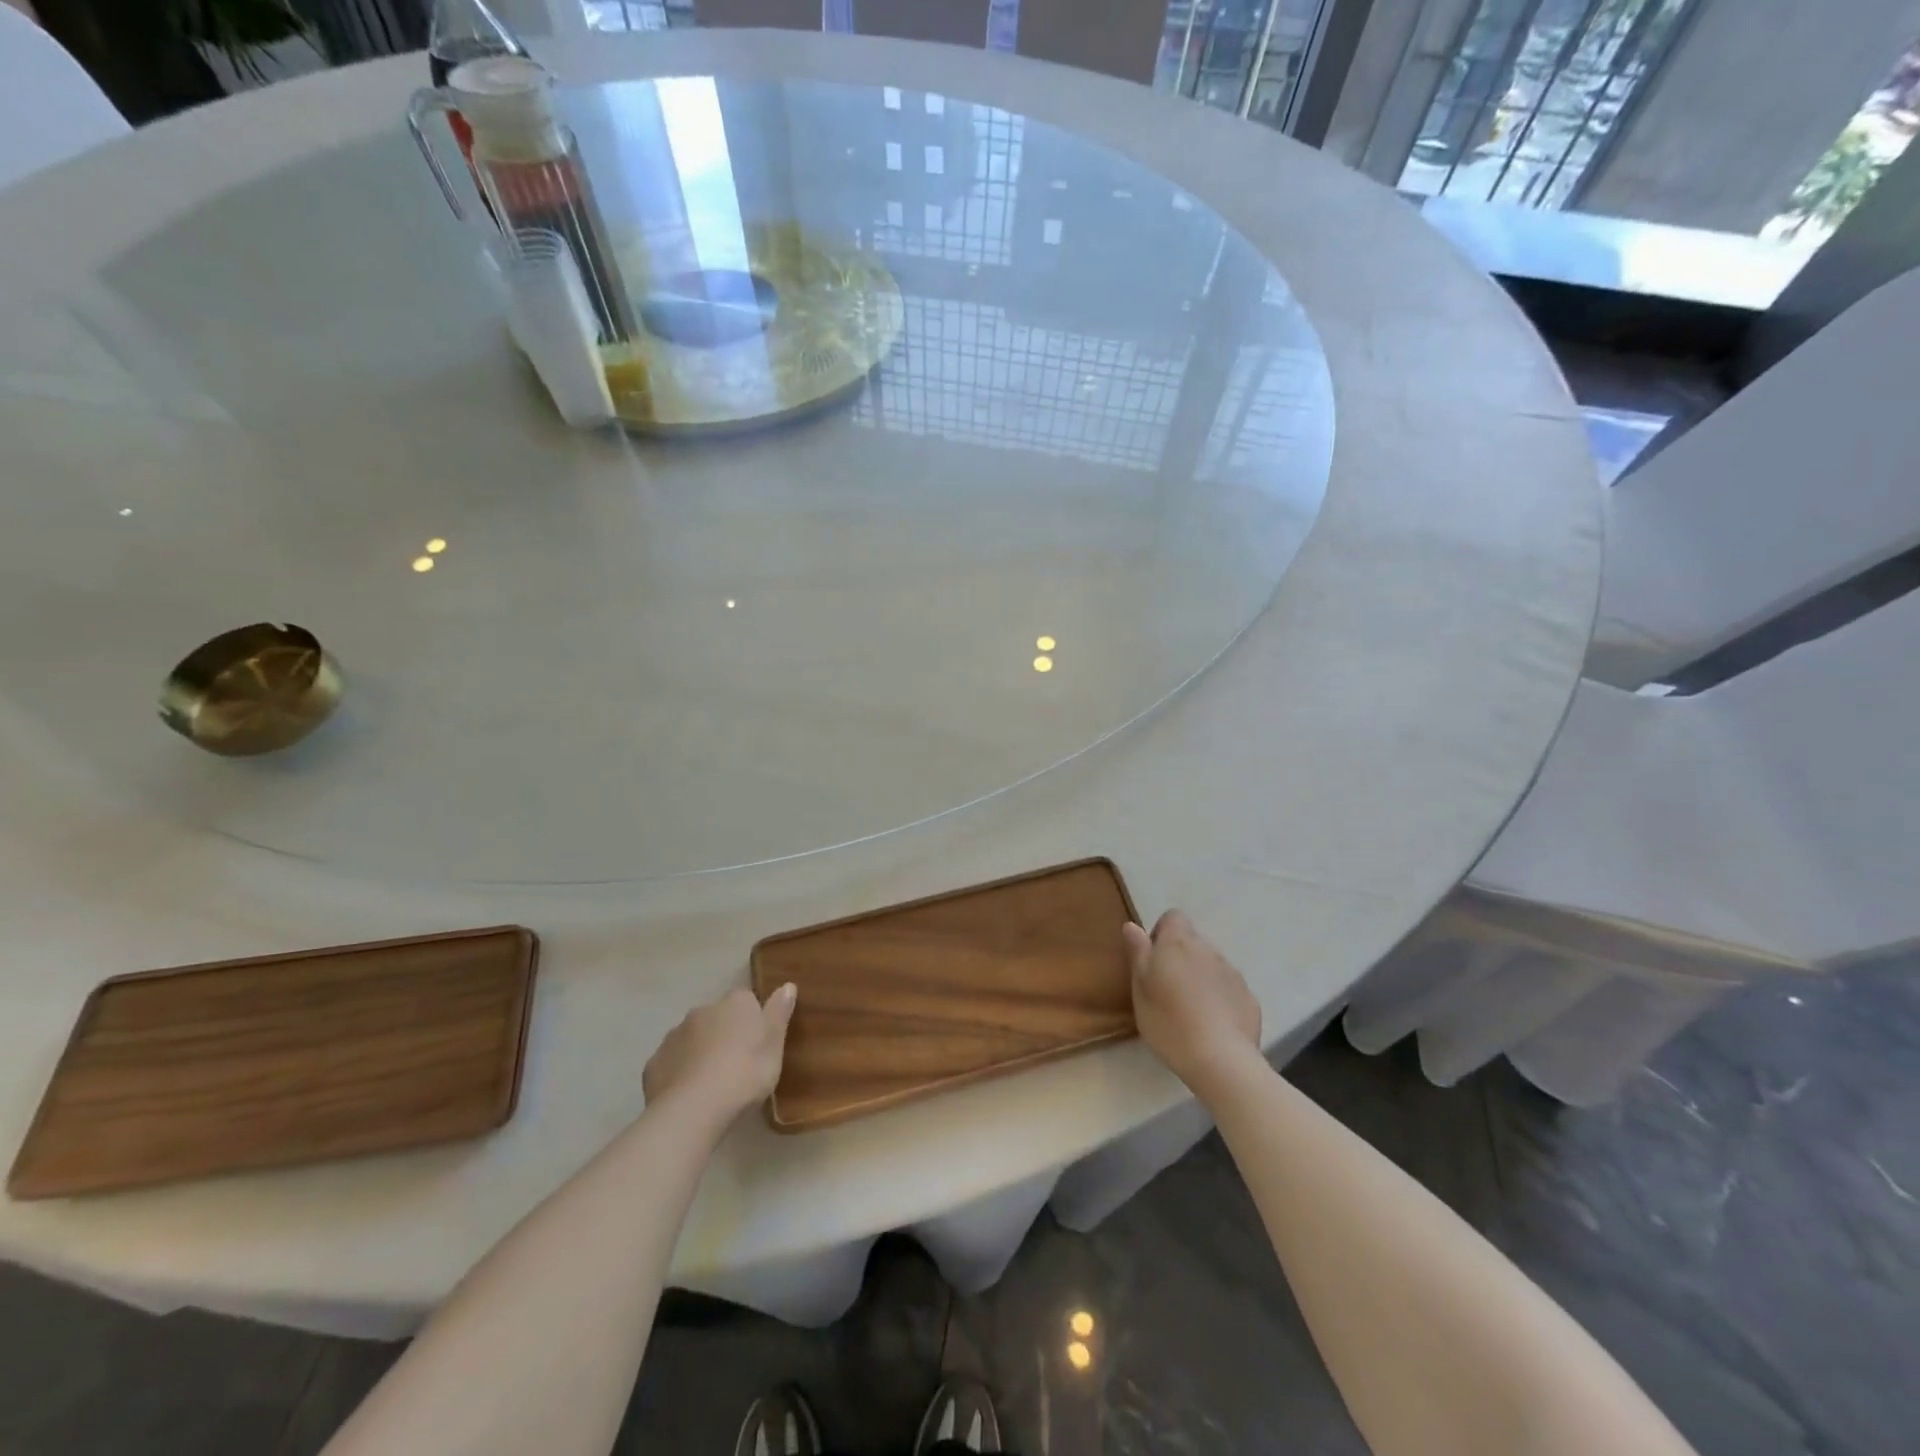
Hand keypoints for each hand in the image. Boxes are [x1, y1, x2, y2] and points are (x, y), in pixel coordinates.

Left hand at [642, 984, 796, 1124]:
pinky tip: (688, 1095)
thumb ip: (779, 1013)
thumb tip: (787, 985)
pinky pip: (672, 1062)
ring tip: (712, 1084)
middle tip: (737, 1066)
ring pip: (692, 1039)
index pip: (748, 1001)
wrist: (693, 1109)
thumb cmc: (745, 1073)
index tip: (758, 1045)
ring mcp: (674, 1036)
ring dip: (701, 1052)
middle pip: (718, 1018)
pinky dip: (680, 1072)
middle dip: (725, 1035)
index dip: (753, 1022)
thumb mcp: (774, 1045)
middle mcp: (702, 1011)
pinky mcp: (654, 1063)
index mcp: (735, 1004)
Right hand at [1124, 911, 1261, 1098]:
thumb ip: (1138, 953)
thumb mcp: (1140, 988)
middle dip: (1180, 958)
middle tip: (1167, 989)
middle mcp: (1208, 950)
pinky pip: (1228, 988)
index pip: (1173, 917)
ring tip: (1189, 1010)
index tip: (1153, 959)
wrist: (1220, 1059)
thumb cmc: (1168, 1021)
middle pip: (1192, 942)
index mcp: (1178, 943)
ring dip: (1200, 977)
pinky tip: (1211, 1024)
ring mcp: (1232, 973)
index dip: (1161, 933)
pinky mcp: (1248, 997)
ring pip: (1211, 965)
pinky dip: (1219, 998)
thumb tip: (1132, 925)